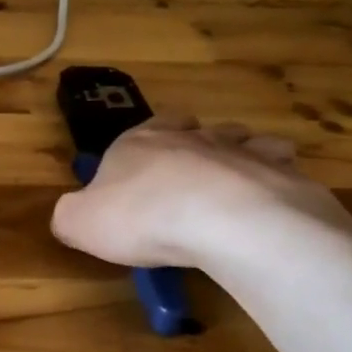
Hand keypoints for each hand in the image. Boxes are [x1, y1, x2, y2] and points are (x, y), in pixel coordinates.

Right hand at [50, 117, 351, 268]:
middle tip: (188, 181)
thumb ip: (69, 216)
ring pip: (242, 143)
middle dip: (193, 146)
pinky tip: (268, 210)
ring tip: (232, 193)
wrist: (225, 221)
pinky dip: (276, 185)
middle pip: (195, 129)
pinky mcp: (283, 176)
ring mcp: (242, 151)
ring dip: (237, 160)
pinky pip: (281, 172)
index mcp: (142, 140)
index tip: (141, 173)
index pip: (144, 128)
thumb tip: (69, 217)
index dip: (143, 146)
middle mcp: (193, 136)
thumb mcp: (81, 222)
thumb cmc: (143, 216)